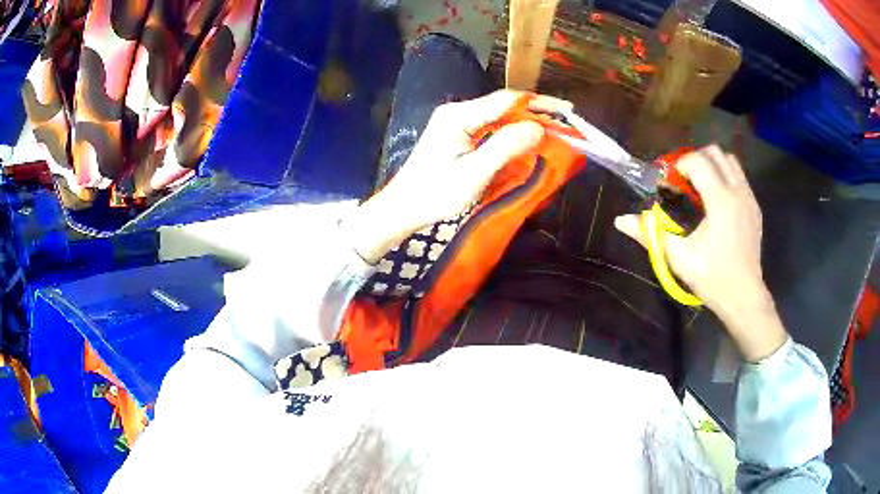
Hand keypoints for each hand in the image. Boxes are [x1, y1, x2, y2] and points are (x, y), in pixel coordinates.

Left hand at [343, 90, 571, 263]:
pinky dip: (512, 132)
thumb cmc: (435, 194)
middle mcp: (458, 112)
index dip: (539, 104)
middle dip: (536, 112)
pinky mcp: (458, 134)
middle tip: (567, 123)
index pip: (506, 100)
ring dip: (526, 122)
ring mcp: (457, 122)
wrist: (403, 207)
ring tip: (554, 130)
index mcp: (459, 116)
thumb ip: (504, 148)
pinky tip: (527, 139)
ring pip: (500, 116)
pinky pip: (491, 127)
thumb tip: (538, 127)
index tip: (567, 111)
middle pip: (504, 105)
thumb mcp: (473, 174)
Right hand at [614, 145, 787, 361]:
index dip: (679, 165)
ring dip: (713, 165)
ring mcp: (749, 198)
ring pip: (730, 161)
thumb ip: (650, 234)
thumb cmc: (712, 278)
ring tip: (701, 186)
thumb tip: (620, 220)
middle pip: (715, 152)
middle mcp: (738, 192)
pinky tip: (717, 201)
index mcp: (720, 201)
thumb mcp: (679, 257)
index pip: (698, 161)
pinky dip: (726, 177)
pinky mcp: (755, 207)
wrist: (744, 297)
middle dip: (695, 159)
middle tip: (684, 181)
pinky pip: (740, 177)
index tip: (670, 184)